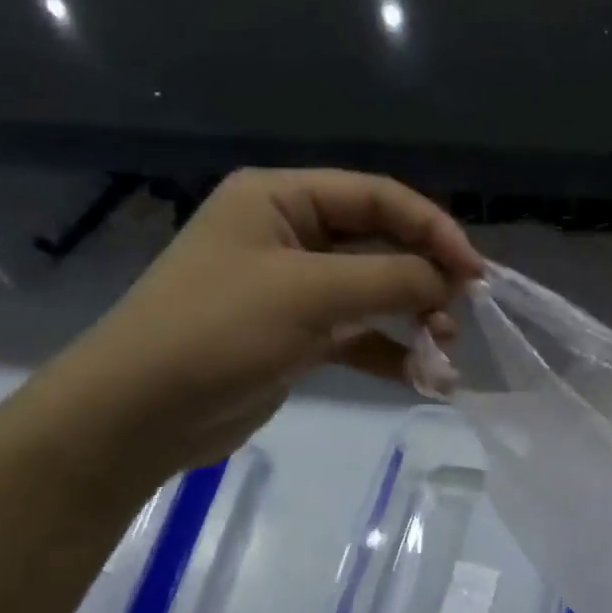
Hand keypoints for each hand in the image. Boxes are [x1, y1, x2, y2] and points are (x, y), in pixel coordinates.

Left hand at [36, 169, 482, 492]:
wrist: (137, 416)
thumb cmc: (219, 330)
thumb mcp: (311, 293)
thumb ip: (391, 278)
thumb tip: (452, 280)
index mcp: (281, 199)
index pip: (376, 197)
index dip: (432, 228)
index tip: (474, 270)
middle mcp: (289, 234)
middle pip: (379, 243)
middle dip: (424, 277)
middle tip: (460, 314)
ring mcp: (292, 288)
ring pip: (373, 291)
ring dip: (412, 317)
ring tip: (443, 350)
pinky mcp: (296, 336)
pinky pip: (357, 334)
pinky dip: (390, 351)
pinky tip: (422, 376)